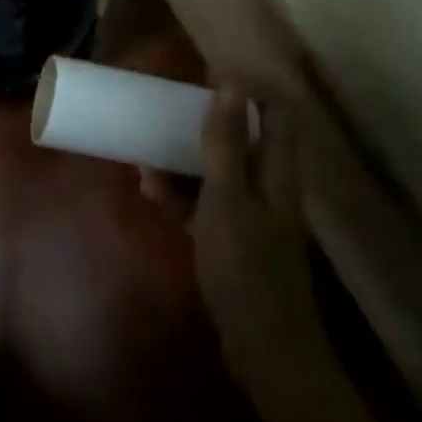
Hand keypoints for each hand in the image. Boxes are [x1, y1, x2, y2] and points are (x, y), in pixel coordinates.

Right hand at [151, 87, 321, 393]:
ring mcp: (253, 215)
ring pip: (220, 172)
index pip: (276, 112)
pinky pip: (207, 204)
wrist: (263, 348)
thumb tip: (231, 82)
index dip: (249, 88)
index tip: (208, 73)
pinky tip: (153, 194)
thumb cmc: (245, 266)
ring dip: (185, 161)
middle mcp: (269, 186)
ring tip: (145, 158)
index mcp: (277, 170)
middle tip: (167, 111)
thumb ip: (226, 142)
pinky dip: (183, 196)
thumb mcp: (227, 198)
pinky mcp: (236, 241)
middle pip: (244, 139)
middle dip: (205, 123)